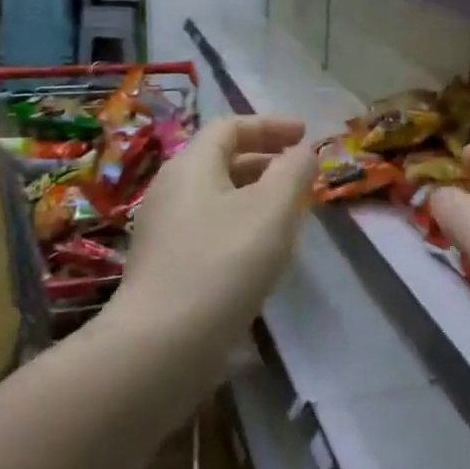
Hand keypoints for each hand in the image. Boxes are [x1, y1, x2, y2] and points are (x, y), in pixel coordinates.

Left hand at [117, 116, 317, 336]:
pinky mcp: (167, 268)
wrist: (163, 343)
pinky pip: (211, 229)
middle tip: (302, 176)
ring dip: (256, 196)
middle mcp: (172, 192)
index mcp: (191, 166)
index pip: (230, 127)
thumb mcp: (273, 207)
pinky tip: (263, 253)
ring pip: (218, 198)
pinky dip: (242, 226)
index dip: (270, 126)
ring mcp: (165, 232)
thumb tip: (303, 152)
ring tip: (290, 214)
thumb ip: (294, 170)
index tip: (306, 136)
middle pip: (221, 161)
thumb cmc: (224, 261)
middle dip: (266, 161)